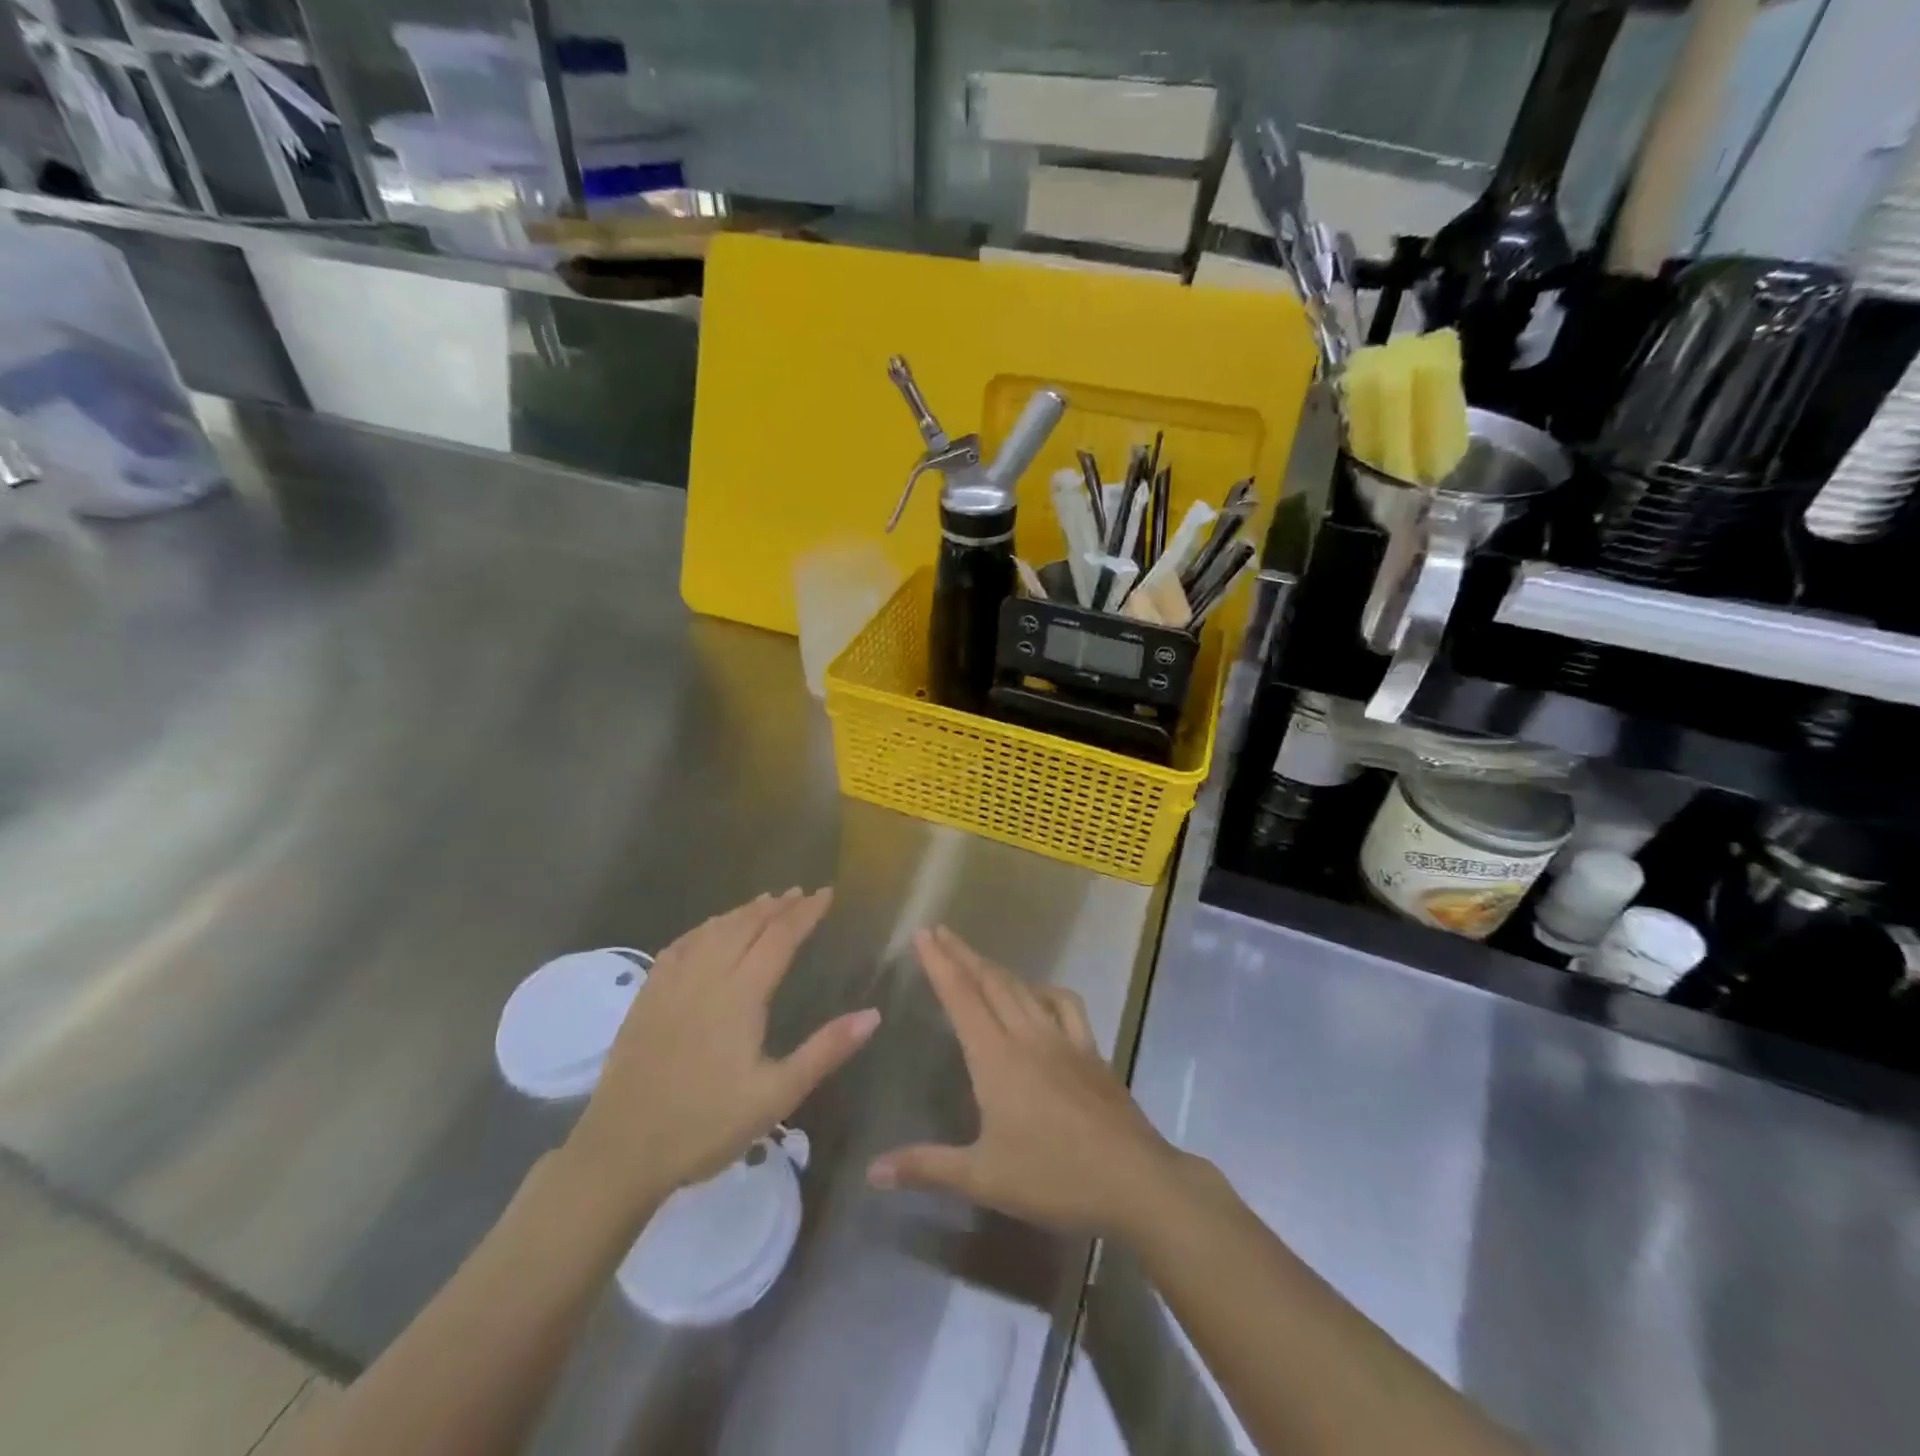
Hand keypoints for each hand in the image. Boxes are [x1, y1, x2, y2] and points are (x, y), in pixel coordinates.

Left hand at [562, 889, 878, 1219]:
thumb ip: (825, 1051)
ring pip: (713, 931)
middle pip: (746, 926)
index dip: (805, 914)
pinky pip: (681, 946)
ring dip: (742, 912)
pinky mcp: (647, 997)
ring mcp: (672, 984)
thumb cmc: (706, 1125)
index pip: (780, 938)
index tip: (826, 893)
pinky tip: (708, 930)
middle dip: (777, 906)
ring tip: (764, 901)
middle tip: (800, 893)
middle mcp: (707, 976)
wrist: (621, 1151)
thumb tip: (872, 1014)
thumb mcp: (776, 1095)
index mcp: (741, 994)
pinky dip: (704, 928)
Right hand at [867, 927, 1182, 1239]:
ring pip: (1023, 988)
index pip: (960, 998)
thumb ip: (926, 1168)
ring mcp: (1062, 1039)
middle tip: (940, 931)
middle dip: (962, 954)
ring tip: (976, 956)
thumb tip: (872, 1170)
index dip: (939, 963)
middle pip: (990, 982)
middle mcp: (1027, 1036)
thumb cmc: (1054, 1178)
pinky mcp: (1090, 1050)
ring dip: (996, 967)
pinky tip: (1039, 994)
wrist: (1134, 1180)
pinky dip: (1046, 991)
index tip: (923, 933)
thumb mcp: (983, 1178)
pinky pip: (1066, 1005)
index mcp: (996, 1058)